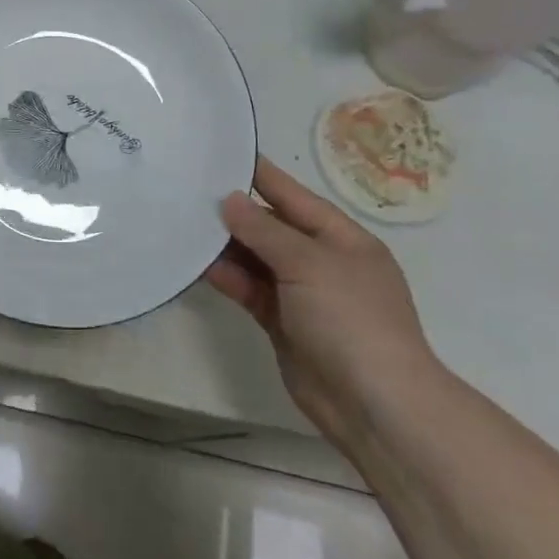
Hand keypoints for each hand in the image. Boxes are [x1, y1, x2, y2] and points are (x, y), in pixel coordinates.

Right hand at [205, 158, 436, 448]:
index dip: (262, 175)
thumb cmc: (351, 319)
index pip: (294, 196)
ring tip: (184, 225)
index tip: (225, 153)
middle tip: (189, 191)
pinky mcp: (282, 323)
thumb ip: (265, 230)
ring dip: (226, 246)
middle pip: (272, 227)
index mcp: (342, 239)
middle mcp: (321, 261)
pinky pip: (250, 290)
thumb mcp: (309, 264)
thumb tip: (230, 199)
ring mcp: (301, 294)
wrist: (374, 405)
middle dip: (235, 212)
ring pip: (257, 259)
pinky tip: (198, 265)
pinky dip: (228, 278)